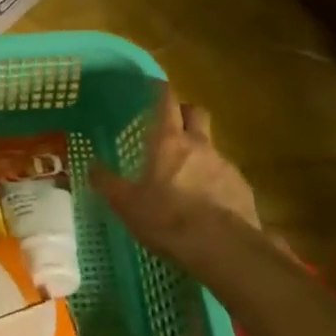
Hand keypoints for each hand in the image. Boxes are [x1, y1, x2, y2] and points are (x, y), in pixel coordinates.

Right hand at [93, 86, 261, 268]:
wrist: (223, 249)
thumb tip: (91, 166)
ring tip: (188, 176)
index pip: (166, 101)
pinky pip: (227, 176)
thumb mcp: (127, 204)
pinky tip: (208, 204)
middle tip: (173, 124)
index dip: (160, 91)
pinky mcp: (243, 189)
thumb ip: (108, 183)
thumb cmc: (168, 218)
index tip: (154, 87)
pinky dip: (216, 182)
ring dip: (200, 153)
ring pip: (212, 146)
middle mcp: (199, 145)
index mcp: (169, 141)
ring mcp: (225, 165)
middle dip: (185, 113)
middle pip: (196, 113)